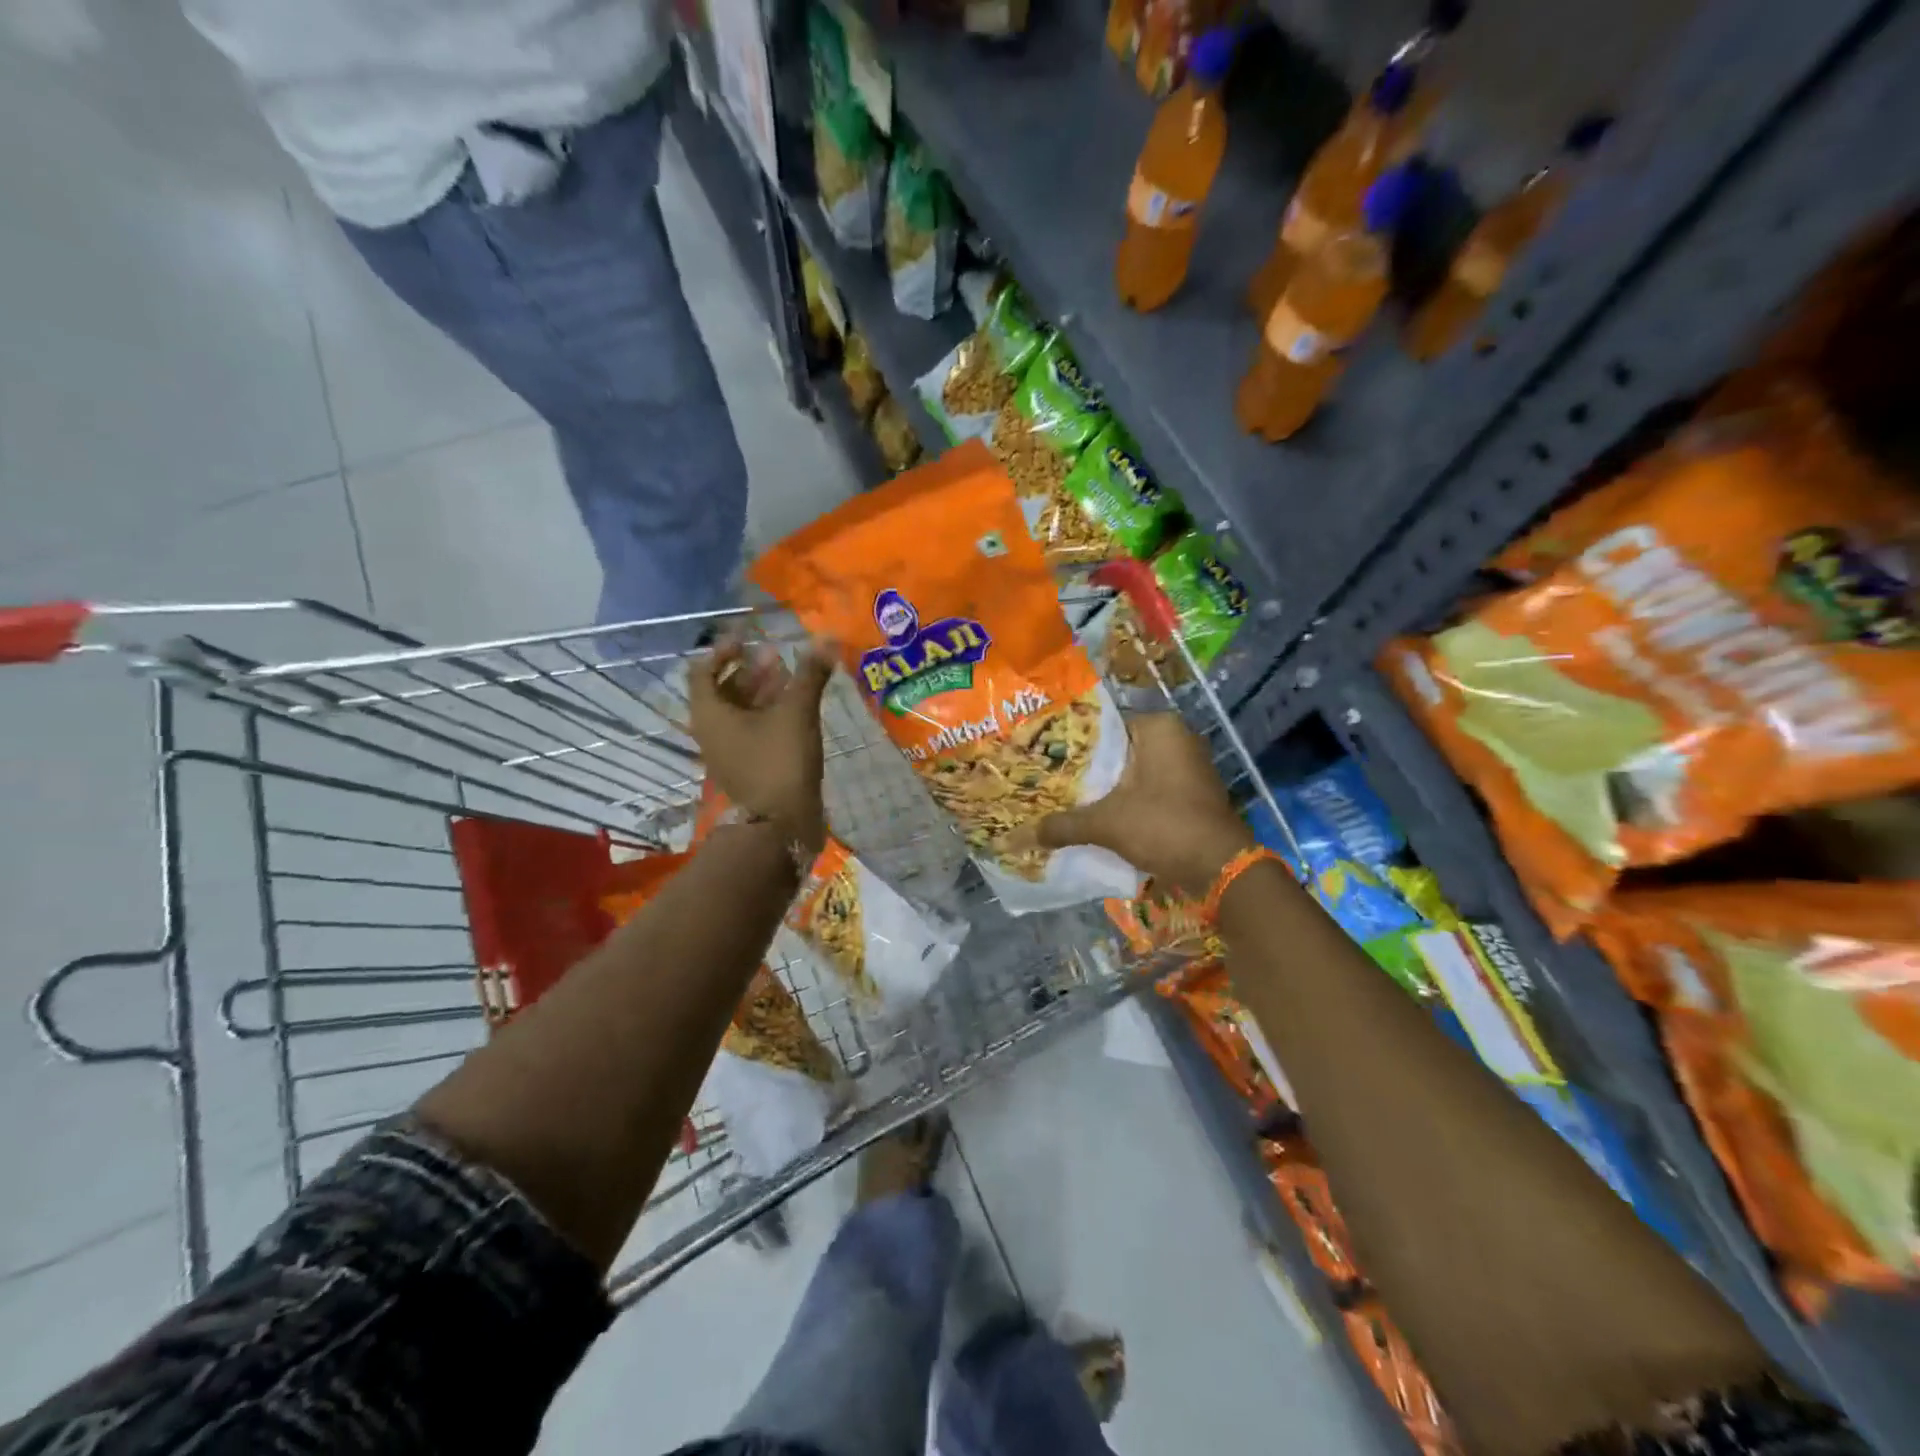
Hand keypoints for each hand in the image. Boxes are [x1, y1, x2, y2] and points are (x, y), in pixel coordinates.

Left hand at [687, 637, 834, 853]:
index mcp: (709, 714)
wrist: (781, 824)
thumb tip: (827, 639)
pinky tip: (796, 707)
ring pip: (740, 711)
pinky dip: (768, 713)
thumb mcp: (797, 712)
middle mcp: (711, 731)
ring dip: (762, 691)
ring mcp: (728, 751)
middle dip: (750, 670)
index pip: (703, 670)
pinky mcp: (747, 766)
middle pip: (724, 690)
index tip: (749, 639)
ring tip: (790, 676)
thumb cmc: (780, 761)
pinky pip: (752, 730)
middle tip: (776, 655)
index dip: (724, 651)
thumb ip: (810, 675)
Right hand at [1037, 713, 1253, 896]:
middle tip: (1047, 779)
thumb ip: (1063, 825)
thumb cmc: (1164, 826)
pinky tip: (1097, 814)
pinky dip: (1126, 799)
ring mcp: (1188, 765)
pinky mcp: (1191, 791)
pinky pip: (1148, 787)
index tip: (1042, 757)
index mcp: (1158, 727)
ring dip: (1105, 786)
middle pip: (1117, 749)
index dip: (1070, 742)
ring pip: (1132, 771)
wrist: (1221, 869)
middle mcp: (1177, 738)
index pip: (1102, 725)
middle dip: (1086, 768)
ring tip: (1064, 797)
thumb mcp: (1107, 824)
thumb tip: (1017, 836)